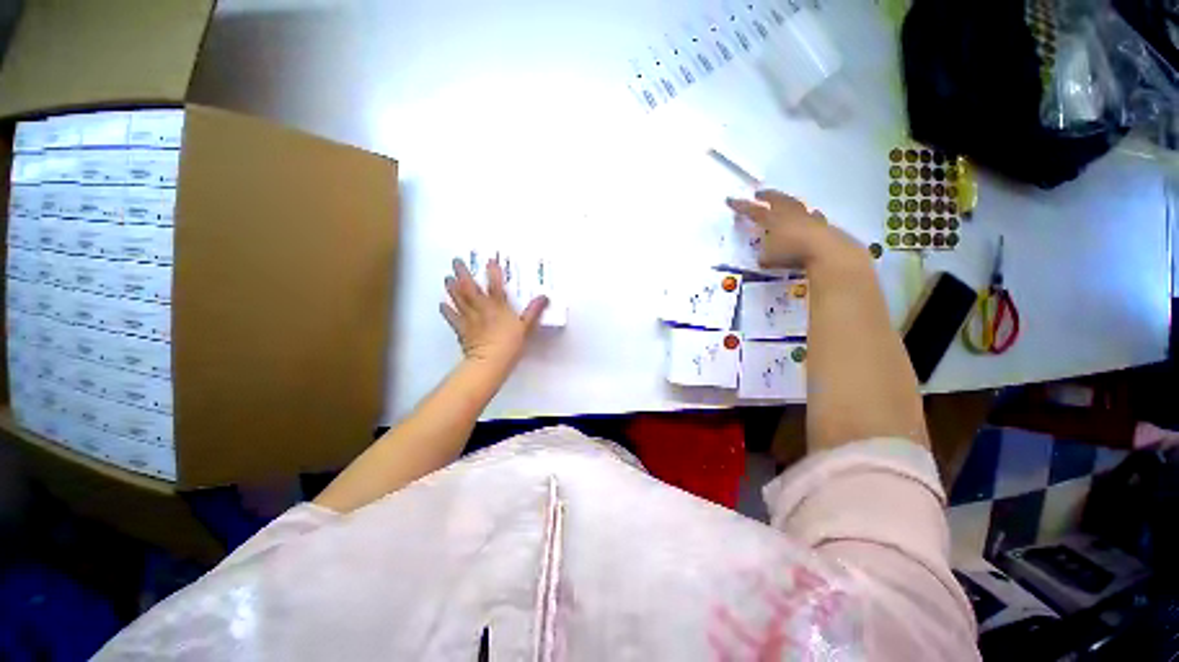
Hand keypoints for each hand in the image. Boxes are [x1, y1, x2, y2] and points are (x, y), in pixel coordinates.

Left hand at [441, 258, 547, 368]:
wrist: (490, 362)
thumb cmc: (510, 344)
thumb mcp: (526, 327)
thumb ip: (534, 311)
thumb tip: (544, 297)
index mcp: (498, 306)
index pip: (495, 285)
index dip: (493, 272)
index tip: (490, 260)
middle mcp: (481, 308)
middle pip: (470, 288)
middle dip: (463, 273)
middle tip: (456, 261)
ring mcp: (469, 318)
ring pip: (459, 299)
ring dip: (452, 288)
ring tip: (447, 278)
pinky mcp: (462, 330)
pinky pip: (452, 318)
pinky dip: (447, 310)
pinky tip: (442, 304)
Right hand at [726, 189, 862, 268]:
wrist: (826, 251)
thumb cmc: (792, 253)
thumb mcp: (770, 259)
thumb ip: (764, 257)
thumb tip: (763, 258)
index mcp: (773, 220)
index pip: (753, 210)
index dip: (741, 206)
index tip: (730, 199)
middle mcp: (789, 214)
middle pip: (777, 199)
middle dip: (767, 195)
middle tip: (759, 193)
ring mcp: (807, 217)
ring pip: (795, 204)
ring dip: (788, 202)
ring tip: (784, 201)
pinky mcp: (822, 225)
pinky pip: (812, 216)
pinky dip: (807, 215)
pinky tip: (810, 215)